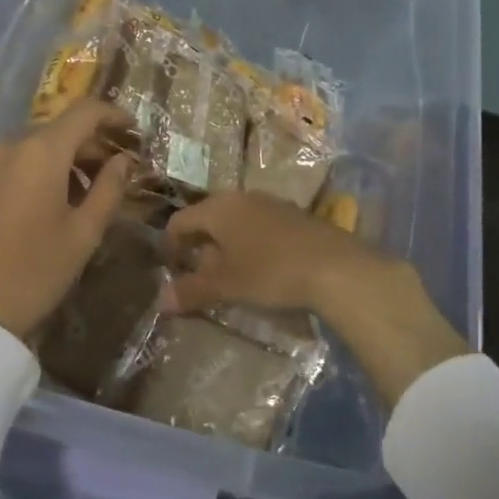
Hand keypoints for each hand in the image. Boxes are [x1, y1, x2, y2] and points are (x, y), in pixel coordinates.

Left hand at [0, 100, 134, 337]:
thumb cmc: (31, 275)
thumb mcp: (82, 237)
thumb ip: (109, 190)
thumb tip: (123, 160)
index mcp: (40, 153)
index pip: (84, 112)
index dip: (112, 115)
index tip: (131, 132)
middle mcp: (3, 146)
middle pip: (52, 133)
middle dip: (83, 149)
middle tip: (104, 178)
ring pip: (22, 152)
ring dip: (50, 166)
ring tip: (63, 202)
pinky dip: (18, 179)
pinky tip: (23, 215)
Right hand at [163, 191, 468, 407]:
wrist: (337, 267)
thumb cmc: (271, 272)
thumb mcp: (227, 285)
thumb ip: (192, 290)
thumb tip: (161, 300)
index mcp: (218, 208)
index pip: (180, 220)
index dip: (170, 244)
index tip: (168, 268)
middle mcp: (242, 198)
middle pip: (209, 218)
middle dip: (199, 245)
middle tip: (195, 274)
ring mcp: (271, 204)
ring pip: (236, 221)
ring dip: (226, 245)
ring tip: (227, 275)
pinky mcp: (295, 216)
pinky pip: (260, 226)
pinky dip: (250, 245)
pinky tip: (260, 269)